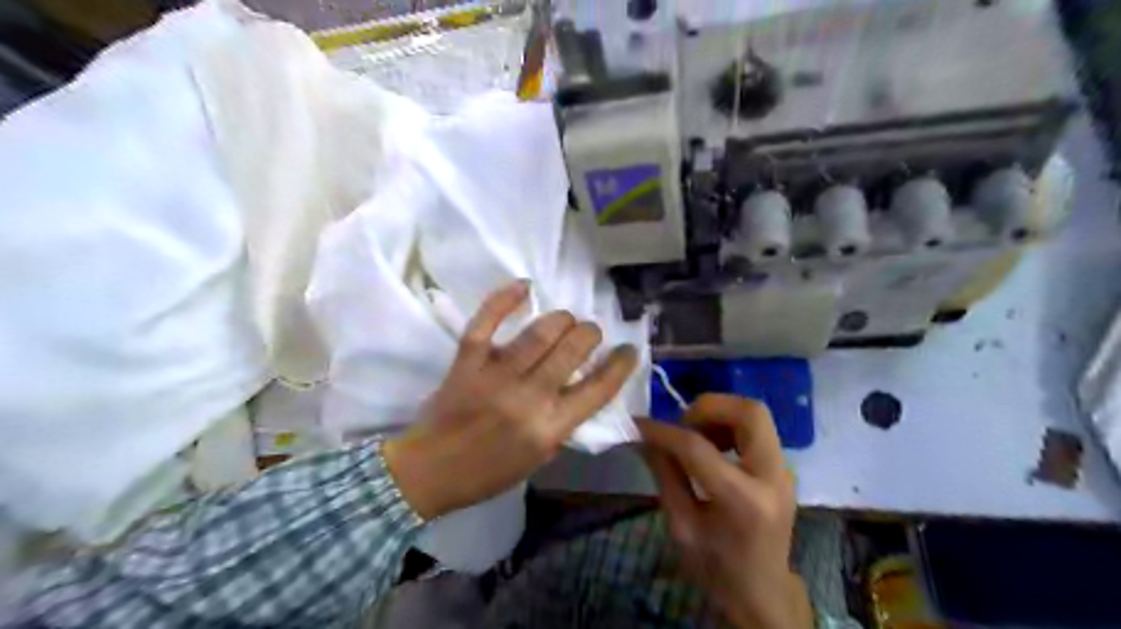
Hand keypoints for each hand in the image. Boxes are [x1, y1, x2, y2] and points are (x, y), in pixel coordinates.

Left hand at [384, 284, 632, 517]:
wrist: (429, 471)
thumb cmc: (488, 472)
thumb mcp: (539, 458)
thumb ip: (563, 423)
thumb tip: (581, 389)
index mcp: (550, 427)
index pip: (599, 388)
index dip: (620, 364)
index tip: (628, 350)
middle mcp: (528, 397)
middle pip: (573, 349)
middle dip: (589, 333)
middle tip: (588, 333)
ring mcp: (496, 375)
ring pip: (540, 332)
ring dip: (561, 319)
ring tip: (565, 320)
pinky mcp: (467, 361)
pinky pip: (486, 322)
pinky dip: (505, 299)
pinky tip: (524, 285)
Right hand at [638, 396, 815, 628]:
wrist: (763, 591)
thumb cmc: (717, 567)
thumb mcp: (682, 526)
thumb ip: (665, 475)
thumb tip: (644, 437)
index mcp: (743, 501)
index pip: (698, 448)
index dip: (664, 432)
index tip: (640, 425)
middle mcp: (772, 477)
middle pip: (749, 412)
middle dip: (708, 407)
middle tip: (682, 424)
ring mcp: (784, 470)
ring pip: (755, 413)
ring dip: (720, 414)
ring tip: (697, 436)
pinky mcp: (783, 467)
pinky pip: (757, 428)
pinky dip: (730, 424)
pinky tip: (714, 446)